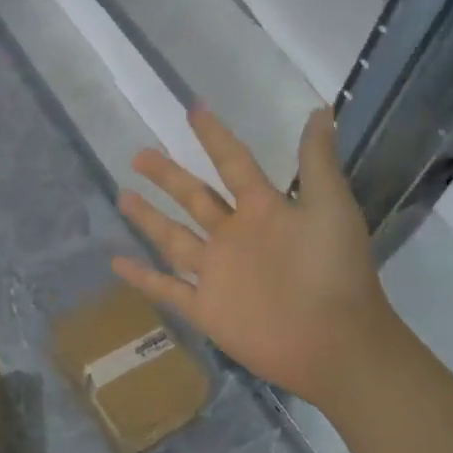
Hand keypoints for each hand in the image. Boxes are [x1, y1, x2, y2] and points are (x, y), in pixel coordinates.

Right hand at [113, 106, 399, 407]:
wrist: (335, 343)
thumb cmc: (333, 271)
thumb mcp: (330, 208)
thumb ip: (317, 162)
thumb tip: (319, 110)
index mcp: (262, 210)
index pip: (232, 164)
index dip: (214, 137)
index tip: (193, 110)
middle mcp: (234, 236)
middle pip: (193, 198)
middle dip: (167, 176)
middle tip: (139, 155)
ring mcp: (216, 272)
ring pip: (173, 238)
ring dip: (149, 218)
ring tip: (122, 195)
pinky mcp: (205, 308)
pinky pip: (166, 288)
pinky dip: (142, 277)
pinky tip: (117, 261)